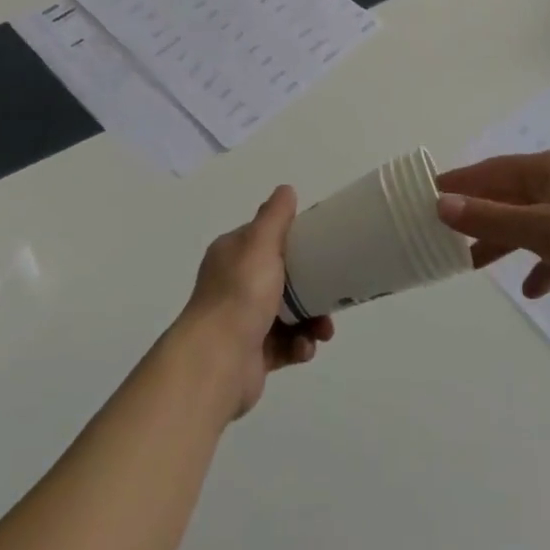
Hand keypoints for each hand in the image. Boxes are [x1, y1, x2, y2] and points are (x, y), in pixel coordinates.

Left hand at [175, 185, 334, 418]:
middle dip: (310, 286)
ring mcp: (242, 321)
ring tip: (323, 330)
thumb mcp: (260, 243)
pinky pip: (284, 345)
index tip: (320, 245)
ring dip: (311, 320)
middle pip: (281, 278)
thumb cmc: (241, 294)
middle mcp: (234, 285)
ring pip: (287, 314)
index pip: (265, 239)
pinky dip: (299, 345)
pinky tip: (305, 348)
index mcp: (232, 255)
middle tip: (332, 293)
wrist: (217, 360)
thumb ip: (275, 216)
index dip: (292, 240)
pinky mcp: (252, 354)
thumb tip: (286, 189)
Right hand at [435, 150, 549, 318]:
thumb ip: (491, 218)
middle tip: (442, 232)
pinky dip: (540, 264)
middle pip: (508, 195)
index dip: (459, 182)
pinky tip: (530, 288)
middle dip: (478, 215)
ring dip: (503, 241)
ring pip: (529, 223)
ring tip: (471, 264)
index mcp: (548, 169)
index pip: (491, 171)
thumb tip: (441, 204)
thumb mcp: (542, 230)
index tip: (426, 194)